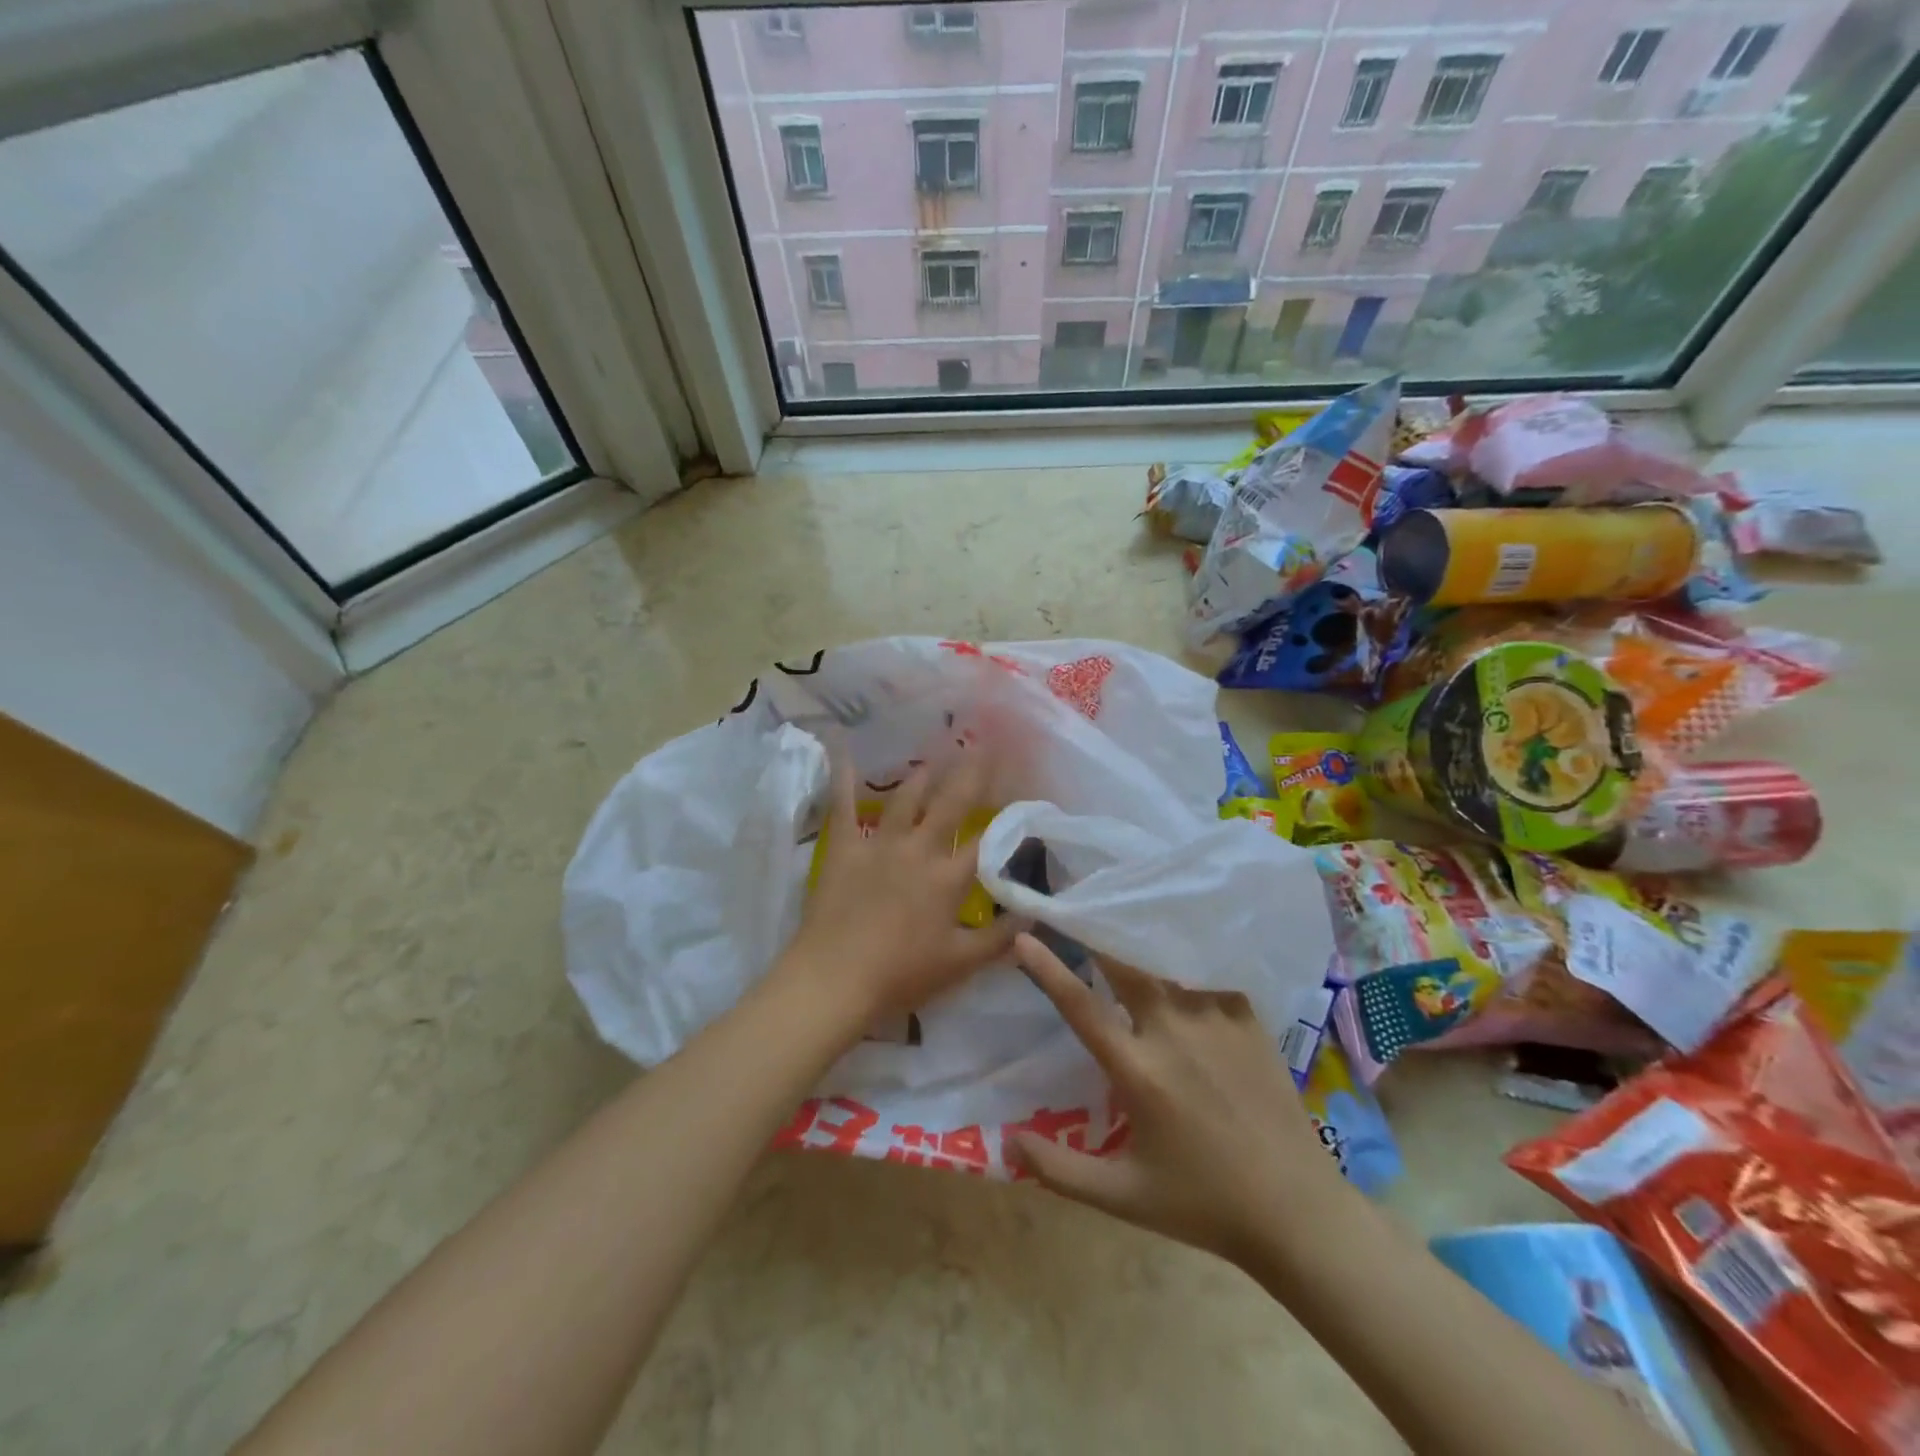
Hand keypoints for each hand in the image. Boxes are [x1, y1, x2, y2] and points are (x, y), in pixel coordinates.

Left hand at [777, 746, 1022, 1027]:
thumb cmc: (901, 975)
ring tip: (936, 757)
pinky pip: (844, 805)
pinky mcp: (844, 848)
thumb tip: (1035, 915)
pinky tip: (844, 749)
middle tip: (983, 745)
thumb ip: (1000, 938)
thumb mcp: (960, 963)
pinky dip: (844, 777)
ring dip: (923, 775)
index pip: (988, 840)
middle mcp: (919, 849)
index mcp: (948, 878)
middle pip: (951, 803)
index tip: (1022, 794)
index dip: (1008, 816)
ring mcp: (879, 844)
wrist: (835, 980)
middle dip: (970, 773)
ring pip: (905, 798)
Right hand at [1009, 933, 1349, 1267]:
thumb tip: (1006, 1145)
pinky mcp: (1249, 1019)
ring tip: (1122, 922)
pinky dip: (1185, 962)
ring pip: (1167, 964)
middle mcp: (1173, 1032)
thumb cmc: (1203, 1203)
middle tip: (1079, 909)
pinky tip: (1178, 954)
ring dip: (1139, 945)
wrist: (1296, 1210)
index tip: (1023, 938)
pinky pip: (1207, 975)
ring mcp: (1215, 1020)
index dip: (1047, 969)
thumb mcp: (1123, 1197)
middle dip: (1097, 934)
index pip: (1081, 1007)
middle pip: (1125, 965)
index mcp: (1138, 1071)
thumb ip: (1059, 1171)